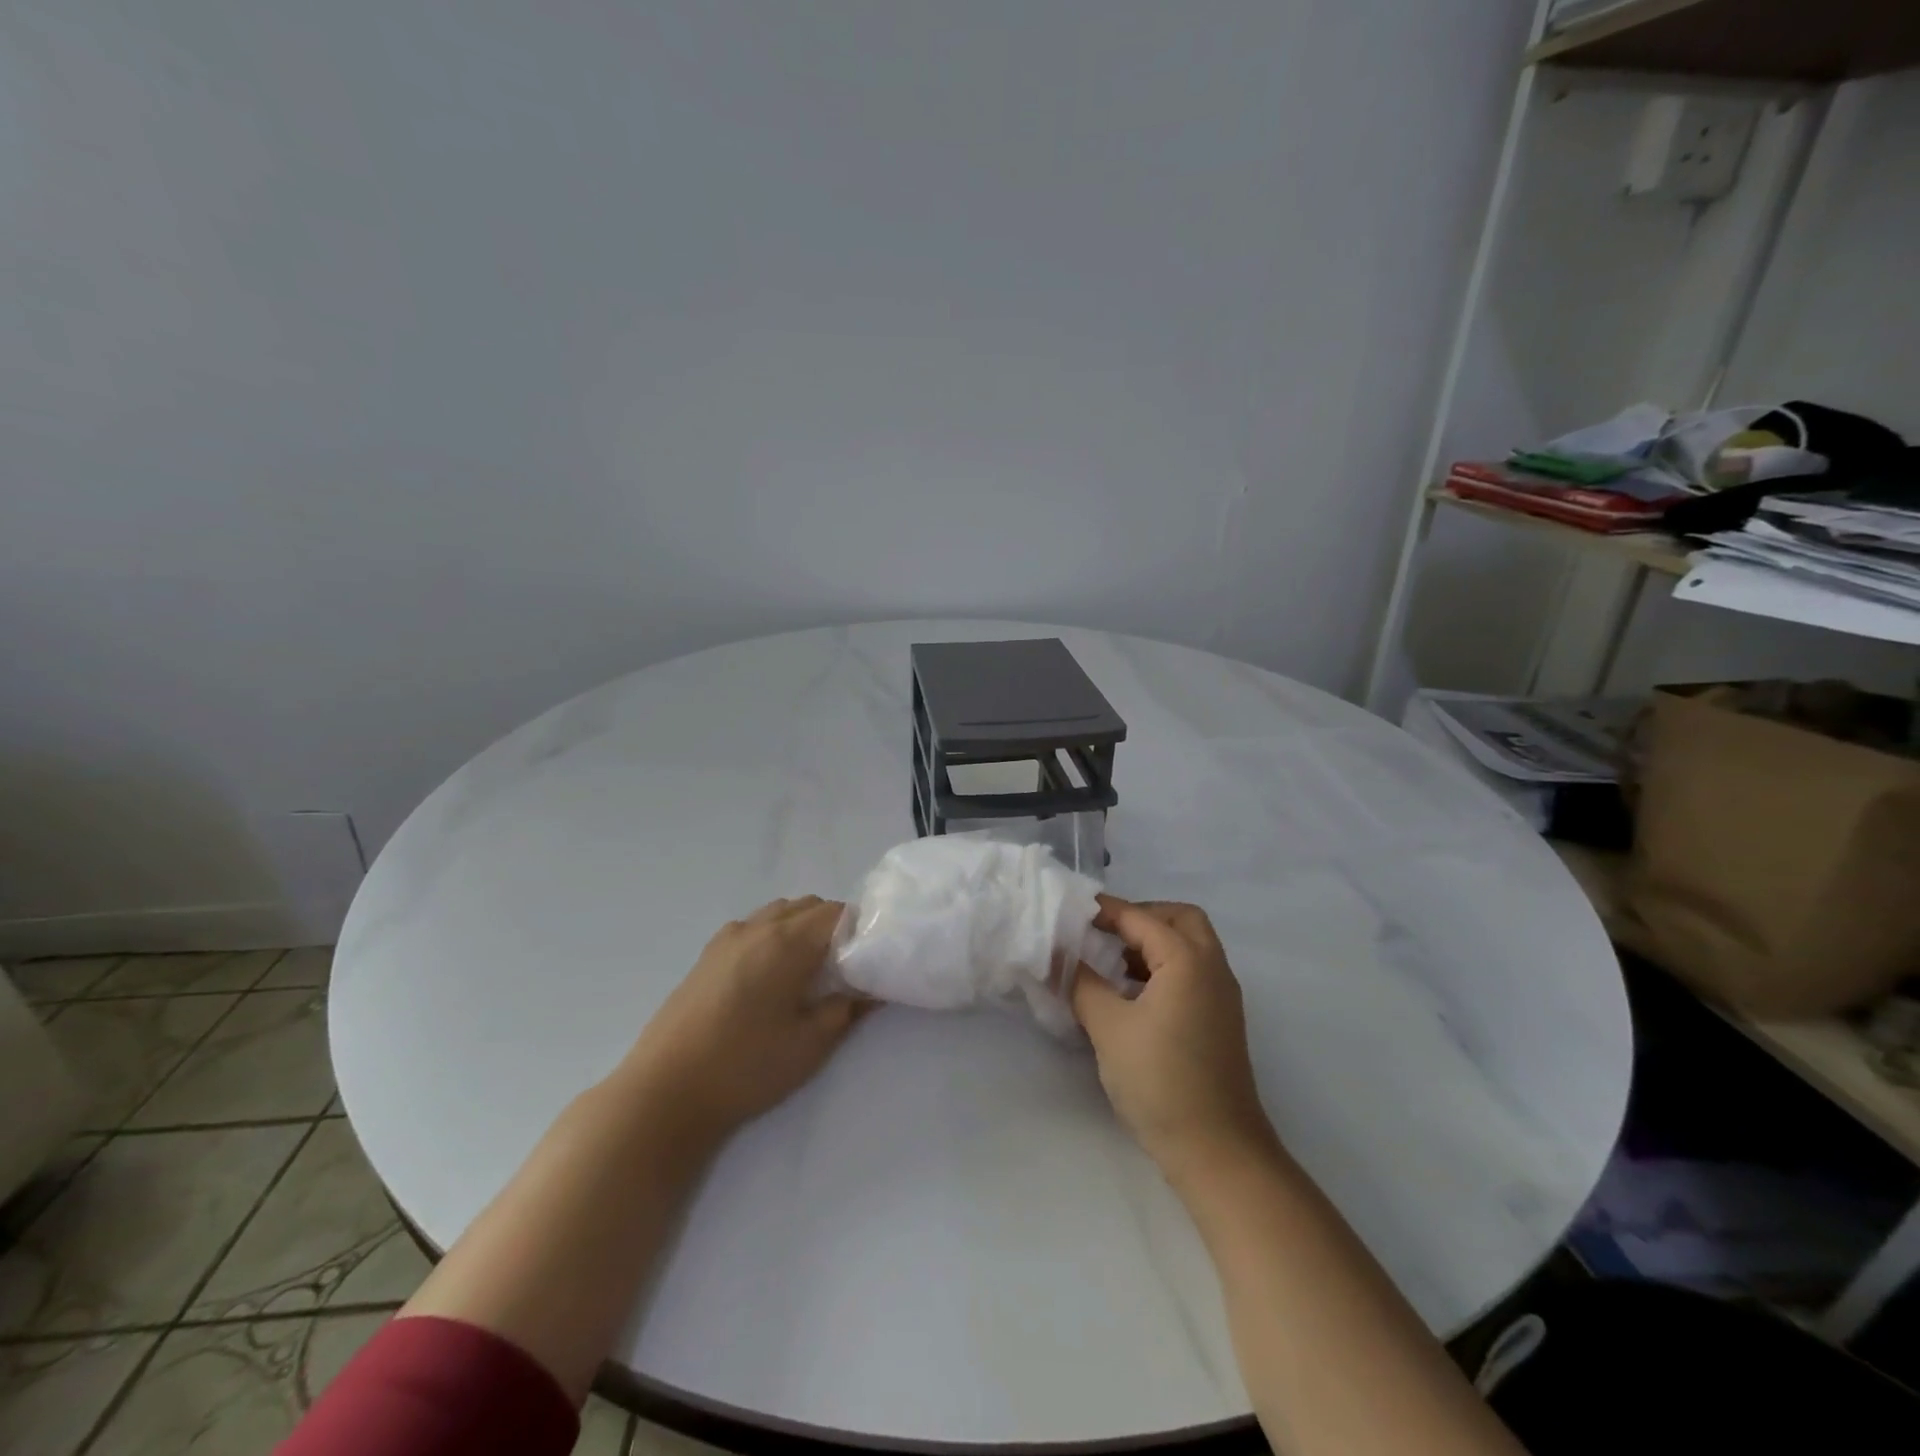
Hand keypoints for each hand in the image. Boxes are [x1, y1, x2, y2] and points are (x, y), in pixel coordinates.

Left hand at [621, 897, 865, 1140]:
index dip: (860, 929)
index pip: (837, 912)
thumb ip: (847, 1009)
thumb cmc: (746, 1066)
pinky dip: (772, 935)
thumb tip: (874, 989)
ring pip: (779, 912)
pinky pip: (753, 926)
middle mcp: (757, 927)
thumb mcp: (811, 1044)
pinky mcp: (707, 954)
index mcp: (787, 942)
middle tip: (844, 968)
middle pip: (809, 905)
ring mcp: (727, 938)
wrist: (666, 1091)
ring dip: (801, 928)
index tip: (868, 959)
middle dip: (833, 927)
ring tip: (807, 971)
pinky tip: (769, 977)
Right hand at [1072, 897, 1279, 1183]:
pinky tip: (1131, 994)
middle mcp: (1212, 968)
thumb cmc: (1160, 1081)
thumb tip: (1059, 957)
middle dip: (1141, 917)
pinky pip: (1192, 973)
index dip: (1105, 910)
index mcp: (1188, 960)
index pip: (1141, 918)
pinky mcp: (1220, 1021)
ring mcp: (1221, 996)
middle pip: (1180, 919)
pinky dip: (1163, 967)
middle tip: (1103, 932)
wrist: (1218, 1151)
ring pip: (1190, 946)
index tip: (1070, 911)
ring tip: (1110, 962)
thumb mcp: (1108, 1027)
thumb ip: (1082, 983)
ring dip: (1153, 942)